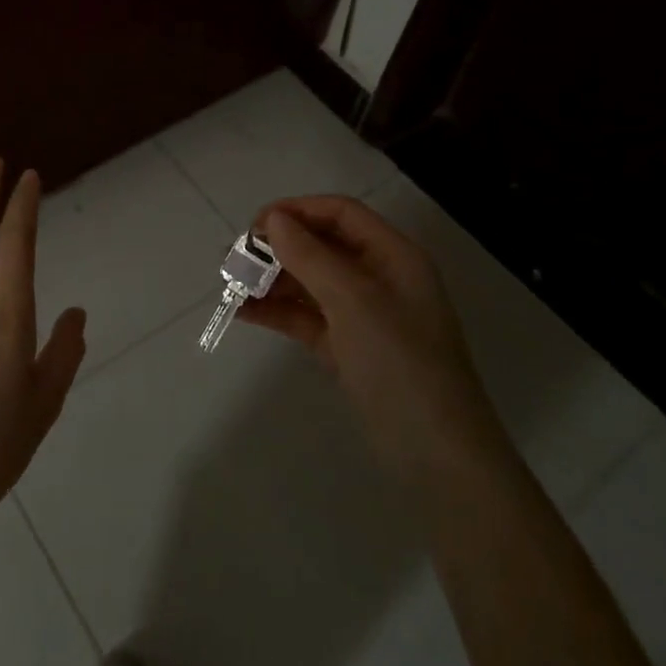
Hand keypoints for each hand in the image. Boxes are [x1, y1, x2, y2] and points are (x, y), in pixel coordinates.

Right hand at [241, 195, 487, 474]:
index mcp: (393, 256)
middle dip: (278, 247)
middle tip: (233, 258)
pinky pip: (306, 317)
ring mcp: (363, 315)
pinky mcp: (347, 348)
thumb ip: (311, 256)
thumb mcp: (354, 301)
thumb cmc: (400, 363)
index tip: (254, 226)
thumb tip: (274, 220)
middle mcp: (379, 278)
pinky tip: (242, 311)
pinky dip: (277, 311)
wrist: (436, 454)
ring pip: (310, 282)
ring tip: (229, 284)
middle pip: (321, 245)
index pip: (340, 213)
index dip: (297, 210)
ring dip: (271, 279)